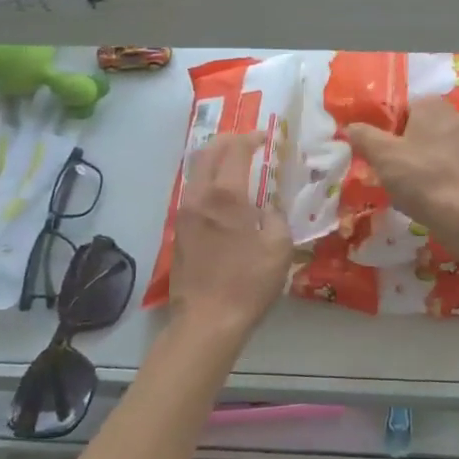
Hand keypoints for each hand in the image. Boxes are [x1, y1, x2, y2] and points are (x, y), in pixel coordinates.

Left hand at [170, 131, 292, 338]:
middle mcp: (199, 196)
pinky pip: (193, 191)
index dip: (251, 138)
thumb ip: (276, 217)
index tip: (265, 137)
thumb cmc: (248, 283)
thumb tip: (267, 208)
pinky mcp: (179, 230)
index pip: (235, 149)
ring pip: (196, 170)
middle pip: (207, 152)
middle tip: (248, 143)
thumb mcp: (279, 247)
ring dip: (215, 159)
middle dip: (228, 141)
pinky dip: (208, 180)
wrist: (207, 321)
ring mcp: (184, 213)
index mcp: (226, 194)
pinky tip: (224, 195)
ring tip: (236, 165)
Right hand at [345, 98, 458, 233]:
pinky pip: (451, 165)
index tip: (379, 153)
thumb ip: (363, 136)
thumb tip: (351, 127)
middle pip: (421, 128)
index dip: (387, 130)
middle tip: (390, 171)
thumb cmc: (421, 177)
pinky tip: (430, 196)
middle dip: (405, 147)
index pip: (403, 108)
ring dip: (422, 162)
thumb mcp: (382, 155)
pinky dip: (439, 176)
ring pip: (437, 148)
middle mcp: (458, 116)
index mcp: (433, 105)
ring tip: (409, 188)